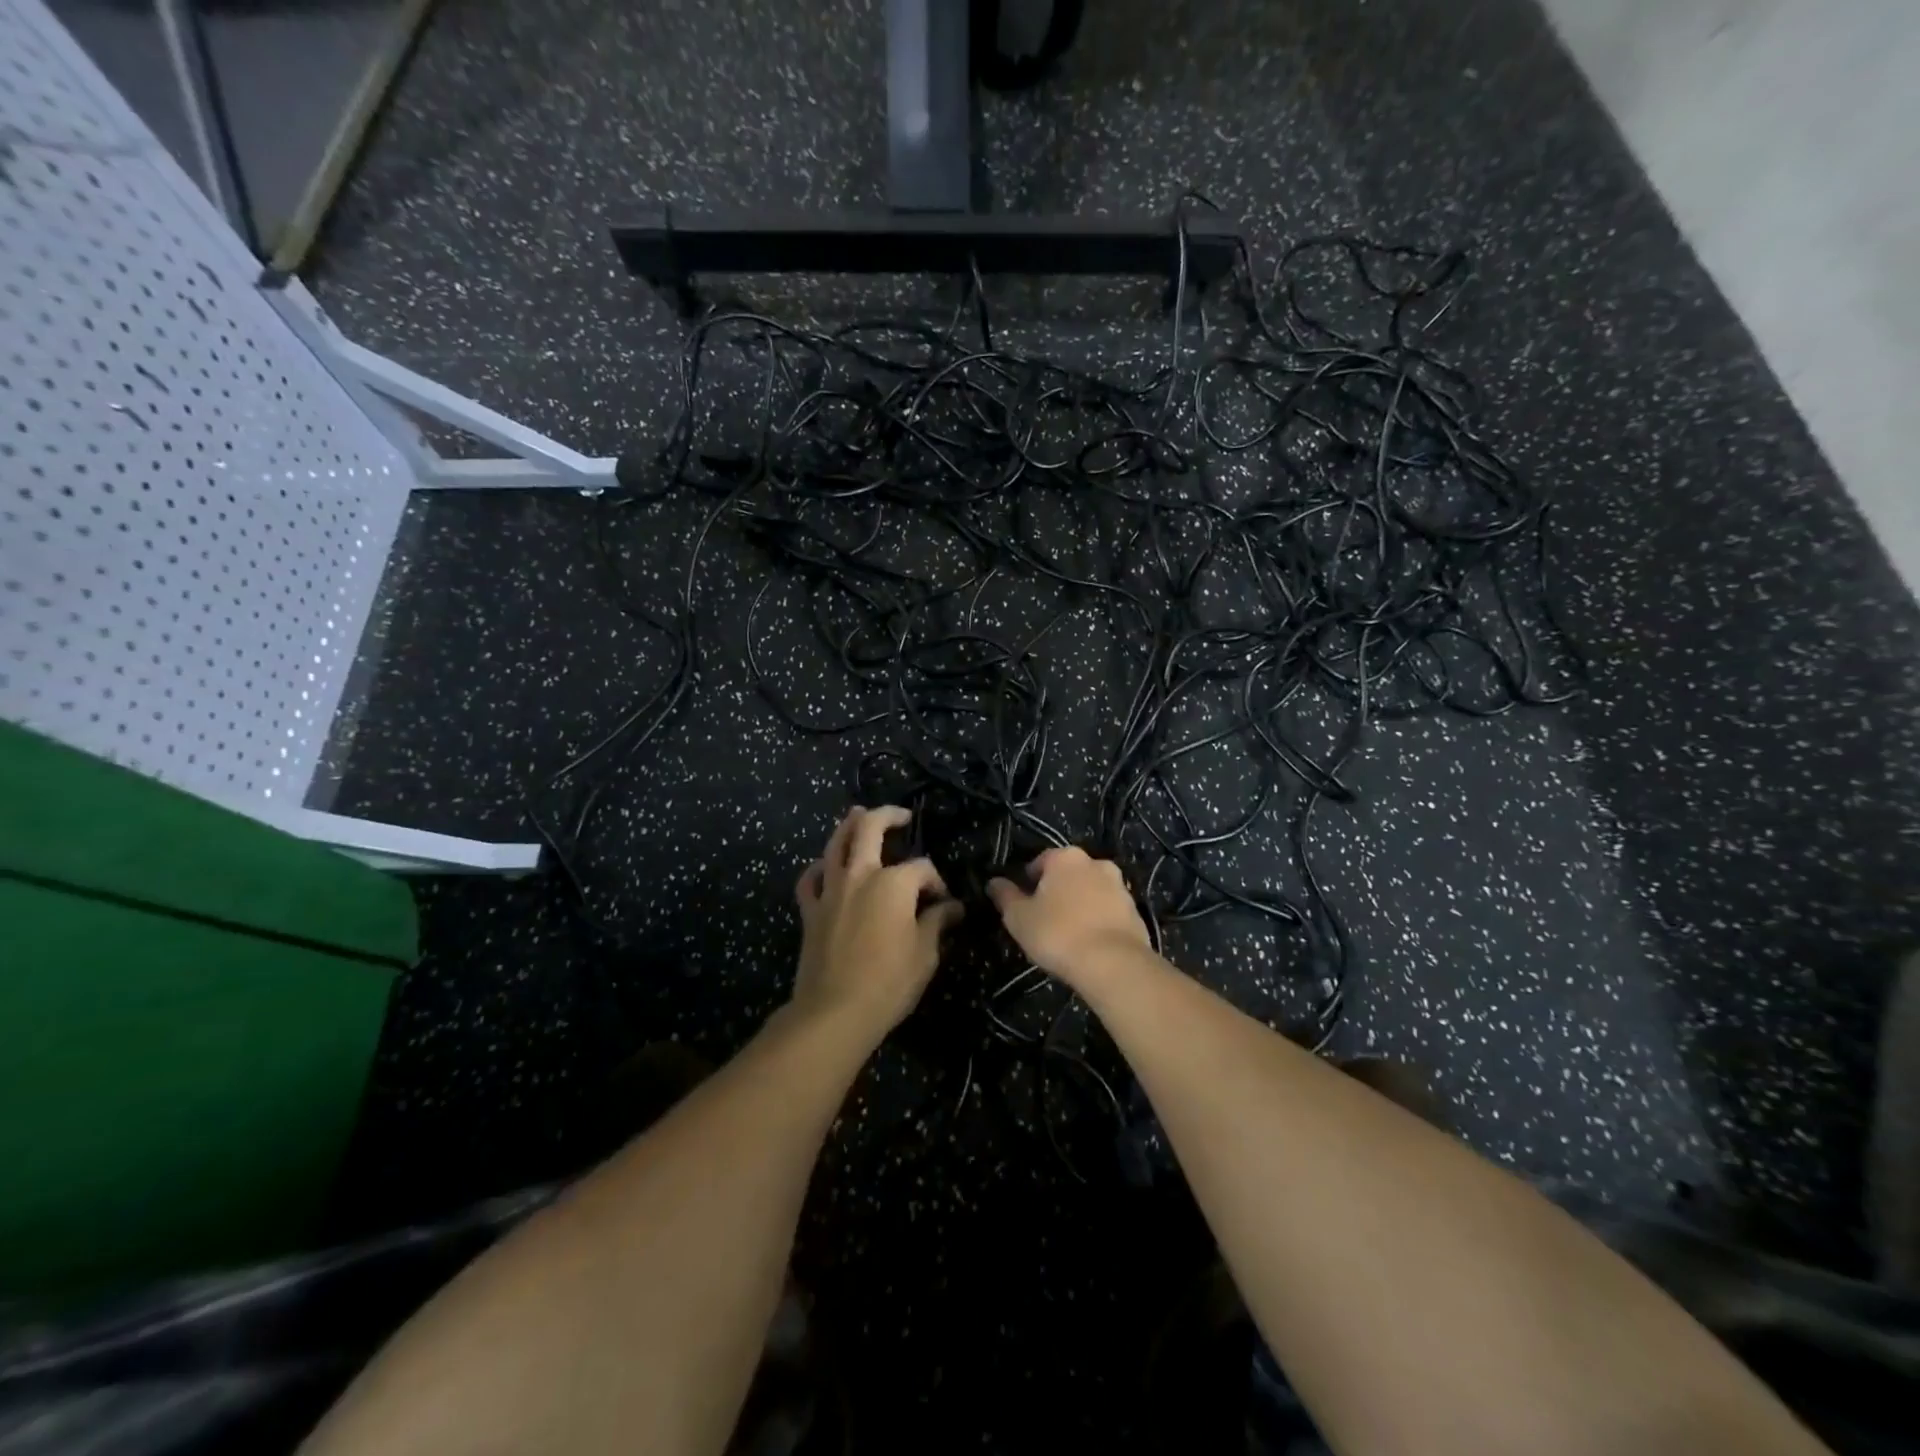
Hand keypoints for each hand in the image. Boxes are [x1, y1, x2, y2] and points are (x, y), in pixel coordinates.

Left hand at [791, 806, 962, 1043]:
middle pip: (870, 829)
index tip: (945, 903)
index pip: (922, 868)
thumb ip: (937, 923)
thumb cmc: (889, 982)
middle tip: (901, 815)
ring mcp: (831, 891)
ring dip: (848, 825)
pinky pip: (809, 880)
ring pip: (836, 844)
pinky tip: (823, 867)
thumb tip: (952, 908)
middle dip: (888, 816)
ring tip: (858, 814)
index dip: (937, 881)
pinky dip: (817, 869)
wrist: (835, 1012)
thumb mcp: (925, 953)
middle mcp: (861, 876)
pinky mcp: (811, 911)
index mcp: (894, 883)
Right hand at [988, 846, 1150, 986]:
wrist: (1113, 963)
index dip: (1029, 882)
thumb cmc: (1057, 933)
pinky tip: (1090, 944)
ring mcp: (1120, 887)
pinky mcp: (1136, 911)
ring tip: (1069, 934)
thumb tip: (994, 882)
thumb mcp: (1019, 917)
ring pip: (1092, 891)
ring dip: (1081, 905)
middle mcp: (1096, 863)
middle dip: (1058, 891)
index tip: (1024, 904)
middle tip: (1045, 918)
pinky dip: (1099, 921)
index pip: (1041, 862)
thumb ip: (1005, 896)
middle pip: (1069, 874)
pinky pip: (1110, 912)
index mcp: (1065, 858)